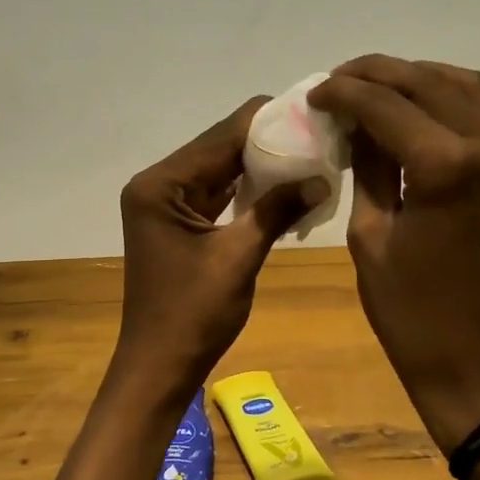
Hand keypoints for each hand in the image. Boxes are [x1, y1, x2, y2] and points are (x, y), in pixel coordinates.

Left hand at [114, 98, 329, 395]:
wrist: (159, 367)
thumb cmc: (193, 315)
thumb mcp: (238, 257)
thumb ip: (276, 210)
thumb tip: (321, 177)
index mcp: (161, 184)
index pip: (221, 135)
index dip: (269, 121)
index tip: (316, 112)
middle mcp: (158, 184)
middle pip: (220, 148)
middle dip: (269, 143)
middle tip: (322, 136)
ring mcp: (166, 204)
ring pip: (221, 170)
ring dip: (262, 166)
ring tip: (313, 156)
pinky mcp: (177, 223)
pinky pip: (218, 195)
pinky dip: (248, 192)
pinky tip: (286, 187)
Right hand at [309, 57, 479, 452]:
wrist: (479, 367)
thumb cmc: (411, 315)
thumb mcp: (370, 238)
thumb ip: (367, 168)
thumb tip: (355, 124)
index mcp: (447, 168)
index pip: (387, 105)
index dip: (344, 93)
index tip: (314, 94)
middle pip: (430, 83)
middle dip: (379, 74)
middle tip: (338, 82)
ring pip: (467, 87)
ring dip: (419, 79)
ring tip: (375, 89)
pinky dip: (448, 101)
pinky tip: (415, 111)